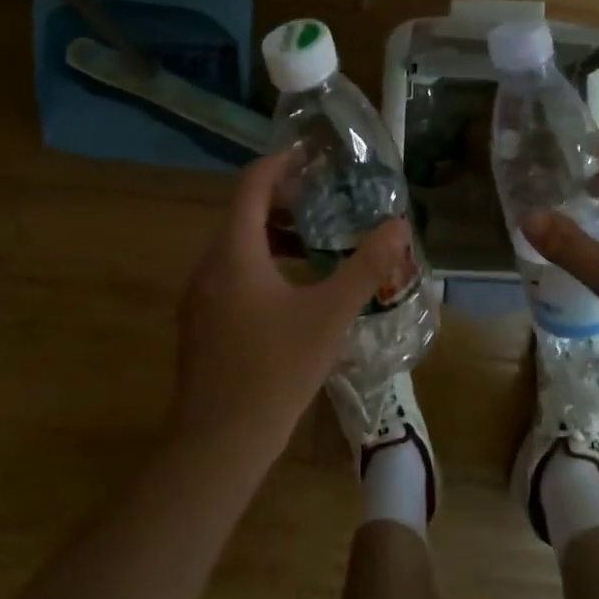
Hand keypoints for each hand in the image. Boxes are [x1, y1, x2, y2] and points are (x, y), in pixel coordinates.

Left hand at [171, 149, 411, 471]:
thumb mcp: (330, 315)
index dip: (280, 163)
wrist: (218, 443)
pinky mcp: (200, 322)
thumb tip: (399, 226)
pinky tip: (294, 290)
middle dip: (284, 201)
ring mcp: (199, 296)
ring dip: (274, 236)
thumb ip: (366, 267)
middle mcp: (209, 266)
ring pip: (237, 247)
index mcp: (235, 252)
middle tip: (326, 199)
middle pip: (243, 214)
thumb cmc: (275, 370)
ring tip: (316, 242)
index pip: (252, 186)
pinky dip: (261, 264)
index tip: (311, 155)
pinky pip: (231, 274)